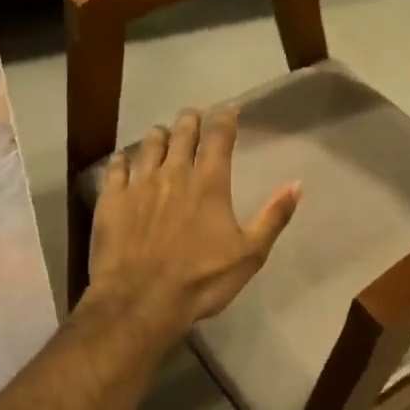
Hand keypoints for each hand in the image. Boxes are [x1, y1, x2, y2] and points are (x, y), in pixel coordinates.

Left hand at [86, 107, 298, 338]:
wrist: (141, 300)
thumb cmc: (200, 281)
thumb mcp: (249, 255)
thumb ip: (273, 217)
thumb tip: (297, 184)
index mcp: (209, 184)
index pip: (219, 138)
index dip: (225, 119)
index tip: (229, 110)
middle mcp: (174, 174)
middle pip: (182, 133)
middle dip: (190, 121)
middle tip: (193, 116)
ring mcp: (139, 184)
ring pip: (149, 145)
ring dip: (159, 135)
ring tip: (163, 133)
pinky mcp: (112, 199)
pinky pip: (116, 168)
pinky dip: (123, 159)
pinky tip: (123, 160)